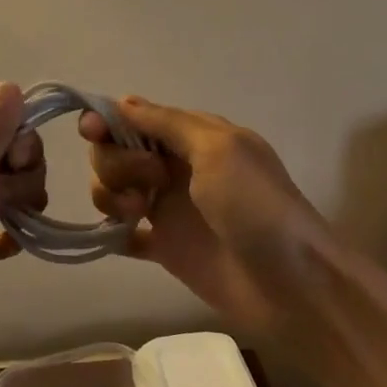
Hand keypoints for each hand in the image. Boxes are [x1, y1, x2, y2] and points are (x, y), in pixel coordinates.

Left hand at [0, 83, 45, 381]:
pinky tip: (5, 251)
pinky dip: (12, 238)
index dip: (21, 150)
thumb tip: (11, 84)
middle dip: (21, 183)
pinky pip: (7, 231)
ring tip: (1, 233)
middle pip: (15, 164)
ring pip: (15, 197)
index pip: (7, 132)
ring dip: (20, 210)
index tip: (14, 170)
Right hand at [80, 97, 335, 333]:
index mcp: (192, 136)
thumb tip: (122, 101)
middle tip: (149, 183)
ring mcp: (168, 208)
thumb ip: (167, 124)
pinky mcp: (165, 248)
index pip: (134, 117)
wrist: (294, 285)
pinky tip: (119, 236)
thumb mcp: (218, 149)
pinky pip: (123, 234)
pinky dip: (112, 232)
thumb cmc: (257, 206)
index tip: (92, 132)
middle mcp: (174, 166)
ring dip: (111, 195)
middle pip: (116, 151)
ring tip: (136, 215)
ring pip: (113, 188)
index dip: (107, 122)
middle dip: (115, 162)